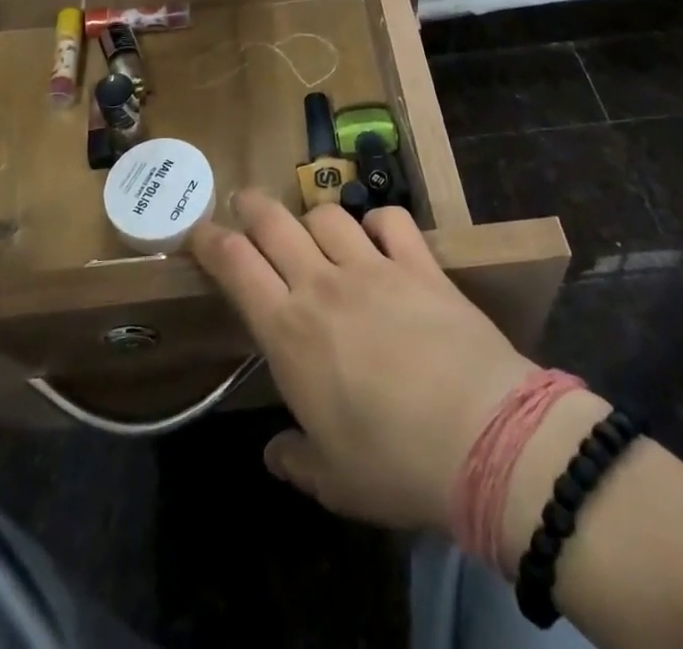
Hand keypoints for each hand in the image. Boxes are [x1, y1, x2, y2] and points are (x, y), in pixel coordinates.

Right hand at [190, 193, 535, 534]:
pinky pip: (391, 221)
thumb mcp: (334, 481)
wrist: (484, 436)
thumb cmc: (394, 464)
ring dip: (312, 217)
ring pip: (327, 215)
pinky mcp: (419, 263)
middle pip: (273, 223)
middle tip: (243, 202)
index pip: (234, 265)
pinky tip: (378, 234)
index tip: (198, 232)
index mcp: (288, 332)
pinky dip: (378, 221)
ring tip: (312, 229)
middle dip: (250, 206)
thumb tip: (274, 453)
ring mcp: (372, 267)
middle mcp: (322, 285)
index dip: (210, 241)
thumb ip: (297, 460)